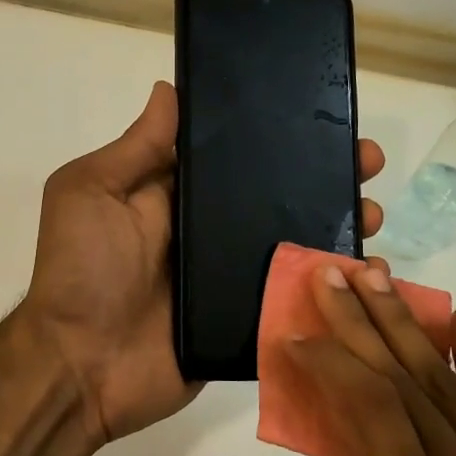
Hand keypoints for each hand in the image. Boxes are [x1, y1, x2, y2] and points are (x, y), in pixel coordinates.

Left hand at [22, 81, 385, 444]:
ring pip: (294, 244)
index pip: (237, 156)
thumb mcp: (92, 192)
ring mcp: (231, 278)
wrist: (81, 367)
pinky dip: (329, 286)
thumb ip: (136, 148)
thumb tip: (170, 87)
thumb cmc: (82, 271)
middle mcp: (209, 232)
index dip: (279, 136)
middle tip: (367, 165)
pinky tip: (367, 274)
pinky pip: (294, 298)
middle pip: (277, 197)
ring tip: (374, 216)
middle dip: (324, 178)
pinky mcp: (245, 321)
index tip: (324, 118)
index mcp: (177, 195)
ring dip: (337, 227)